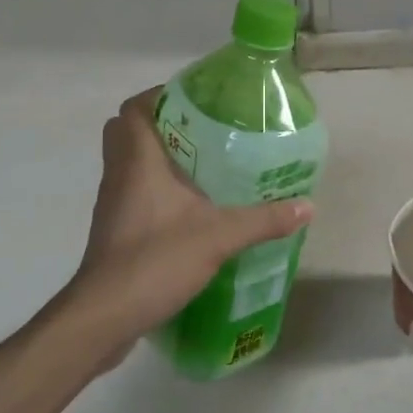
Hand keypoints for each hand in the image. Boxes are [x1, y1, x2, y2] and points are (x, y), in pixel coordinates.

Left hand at [63, 87, 312, 366]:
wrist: (105, 316)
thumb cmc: (155, 260)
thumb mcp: (219, 236)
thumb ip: (263, 220)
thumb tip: (307, 206)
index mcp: (137, 159)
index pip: (134, 107)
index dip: (161, 96)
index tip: (199, 102)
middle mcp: (119, 173)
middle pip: (128, 131)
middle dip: (162, 125)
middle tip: (204, 133)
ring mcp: (114, 203)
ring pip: (130, 163)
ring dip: (160, 159)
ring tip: (206, 167)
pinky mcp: (116, 230)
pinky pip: (134, 193)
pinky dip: (157, 190)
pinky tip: (191, 208)